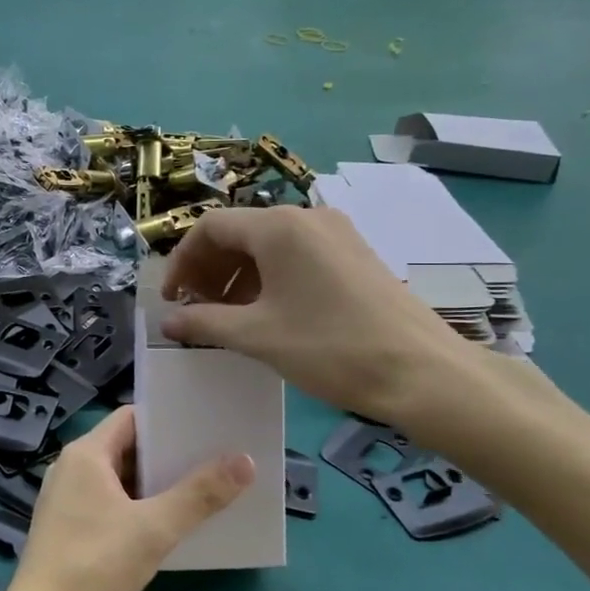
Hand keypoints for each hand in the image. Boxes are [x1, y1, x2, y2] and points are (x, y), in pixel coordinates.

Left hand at [0, 407, 252, 590]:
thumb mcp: (154, 529)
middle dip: (169, 454)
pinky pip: (114, 506)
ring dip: (158, 485)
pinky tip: (174, 524)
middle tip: (218, 457)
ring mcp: (70, 501)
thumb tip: (245, 460)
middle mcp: (73, 469)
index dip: (168, 418)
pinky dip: (142, 509)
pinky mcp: (73, 531)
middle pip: (128, 448)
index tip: (207, 424)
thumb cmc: (95, 566)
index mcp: (86, 454)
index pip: (131, 417)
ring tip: (206, 488)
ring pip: (122, 480)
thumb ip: (200, 494)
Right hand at [159, 205, 473, 426]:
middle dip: (208, 269)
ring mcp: (335, 234)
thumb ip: (204, 323)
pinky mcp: (353, 255)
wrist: (422, 372)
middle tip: (195, 309)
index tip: (172, 299)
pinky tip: (265, 314)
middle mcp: (306, 218)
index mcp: (279, 227)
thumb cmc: (331, 348)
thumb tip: (167, 322)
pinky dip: (268, 278)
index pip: (210, 227)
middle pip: (239, 232)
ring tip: (226, 317)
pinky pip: (296, 256)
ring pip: (268, 245)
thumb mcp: (257, 337)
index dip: (181, 261)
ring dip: (236, 276)